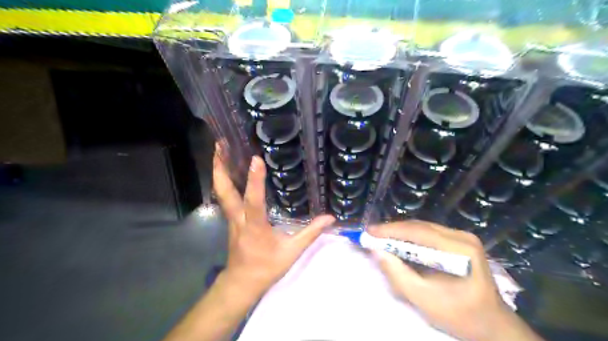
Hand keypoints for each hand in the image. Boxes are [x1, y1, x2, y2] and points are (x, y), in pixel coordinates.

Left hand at [213, 146, 334, 299]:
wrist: (242, 282)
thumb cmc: (267, 267)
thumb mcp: (292, 252)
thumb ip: (311, 233)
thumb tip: (330, 218)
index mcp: (254, 227)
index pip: (254, 201)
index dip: (255, 181)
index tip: (256, 159)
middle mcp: (238, 219)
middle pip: (224, 192)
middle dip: (220, 168)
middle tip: (221, 145)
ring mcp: (231, 219)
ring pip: (221, 193)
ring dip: (219, 171)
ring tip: (220, 150)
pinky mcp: (230, 221)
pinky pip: (224, 198)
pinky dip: (224, 182)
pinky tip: (228, 171)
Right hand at [365, 220, 540, 340]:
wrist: (492, 324)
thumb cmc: (460, 315)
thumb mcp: (424, 299)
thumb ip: (398, 275)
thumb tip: (376, 251)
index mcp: (460, 250)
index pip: (419, 232)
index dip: (391, 230)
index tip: (369, 232)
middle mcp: (463, 236)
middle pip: (420, 227)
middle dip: (393, 230)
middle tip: (371, 235)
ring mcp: (463, 237)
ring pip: (423, 228)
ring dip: (401, 233)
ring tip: (381, 238)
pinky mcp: (460, 241)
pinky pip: (429, 233)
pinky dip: (411, 237)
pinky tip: (399, 242)